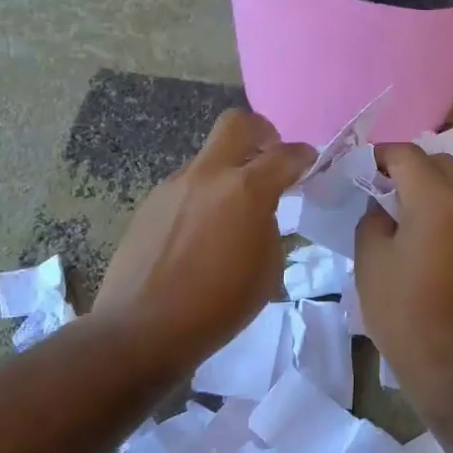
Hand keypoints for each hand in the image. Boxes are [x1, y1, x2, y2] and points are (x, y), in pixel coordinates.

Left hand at [95, 110, 313, 356]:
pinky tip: (201, 233)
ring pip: (208, 157)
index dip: (304, 155)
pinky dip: (203, 196)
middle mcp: (208, 175)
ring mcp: (174, 186)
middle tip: (270, 156)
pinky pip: (186, 185)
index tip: (310, 163)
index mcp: (246, 190)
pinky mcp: (150, 203)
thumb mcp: (267, 270)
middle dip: (262, 131)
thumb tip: (259, 214)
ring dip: (228, 170)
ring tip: (232, 212)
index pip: (285, 155)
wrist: (142, 329)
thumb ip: (269, 227)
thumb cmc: (218, 306)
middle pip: (237, 123)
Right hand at [354, 143, 452, 411]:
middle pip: (440, 163)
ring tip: (401, 214)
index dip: (380, 155)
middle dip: (409, 166)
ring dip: (430, 188)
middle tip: (380, 188)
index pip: (408, 154)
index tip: (359, 169)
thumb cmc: (405, 313)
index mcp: (438, 200)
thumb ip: (373, 220)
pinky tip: (425, 239)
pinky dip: (446, 210)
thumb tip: (382, 208)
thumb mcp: (372, 262)